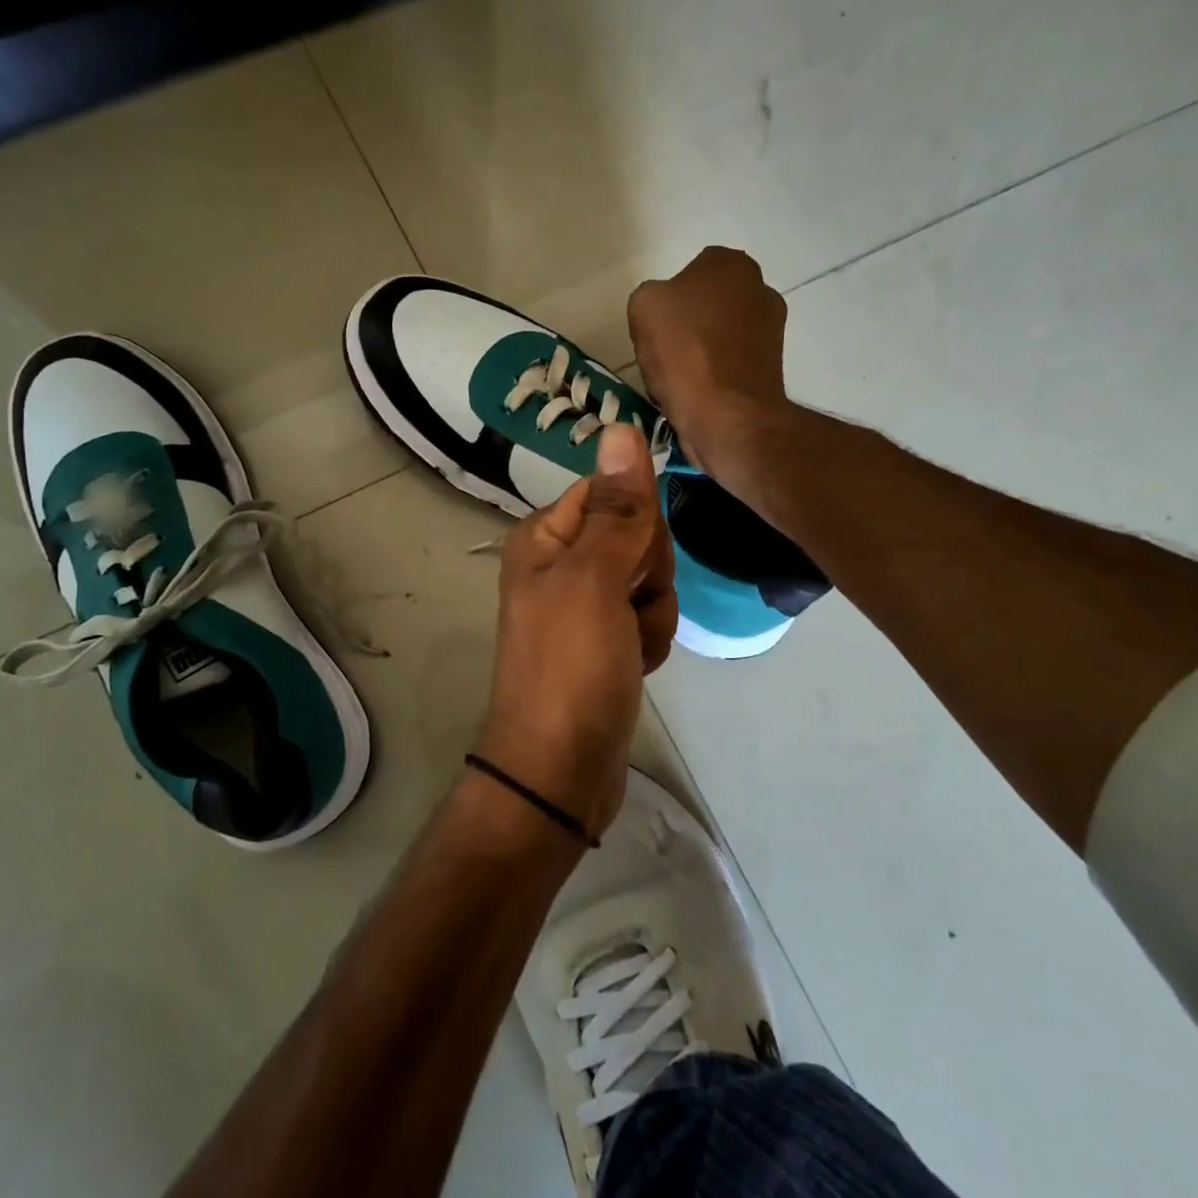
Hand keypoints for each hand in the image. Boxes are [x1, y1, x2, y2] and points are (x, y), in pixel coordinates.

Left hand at [474, 424, 676, 837]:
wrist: (559, 770)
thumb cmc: (571, 667)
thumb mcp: (595, 580)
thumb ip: (617, 508)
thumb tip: (622, 427)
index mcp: (544, 537)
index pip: (611, 493)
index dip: (638, 526)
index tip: (636, 564)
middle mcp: (558, 564)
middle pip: (635, 536)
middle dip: (649, 575)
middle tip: (627, 609)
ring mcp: (582, 606)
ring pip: (649, 581)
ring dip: (653, 615)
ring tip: (628, 649)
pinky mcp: (603, 643)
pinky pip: (646, 619)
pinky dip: (648, 642)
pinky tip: (633, 668)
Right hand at [627, 246, 790, 473]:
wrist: (726, 416)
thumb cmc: (684, 352)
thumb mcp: (644, 306)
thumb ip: (653, 294)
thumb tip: (666, 311)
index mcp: (731, 263)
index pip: (692, 271)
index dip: (670, 299)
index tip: (657, 326)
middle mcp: (761, 287)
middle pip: (710, 302)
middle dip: (690, 322)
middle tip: (666, 350)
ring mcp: (772, 328)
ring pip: (721, 333)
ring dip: (703, 349)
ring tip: (681, 377)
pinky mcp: (773, 366)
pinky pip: (732, 362)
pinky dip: (716, 373)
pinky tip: (698, 392)